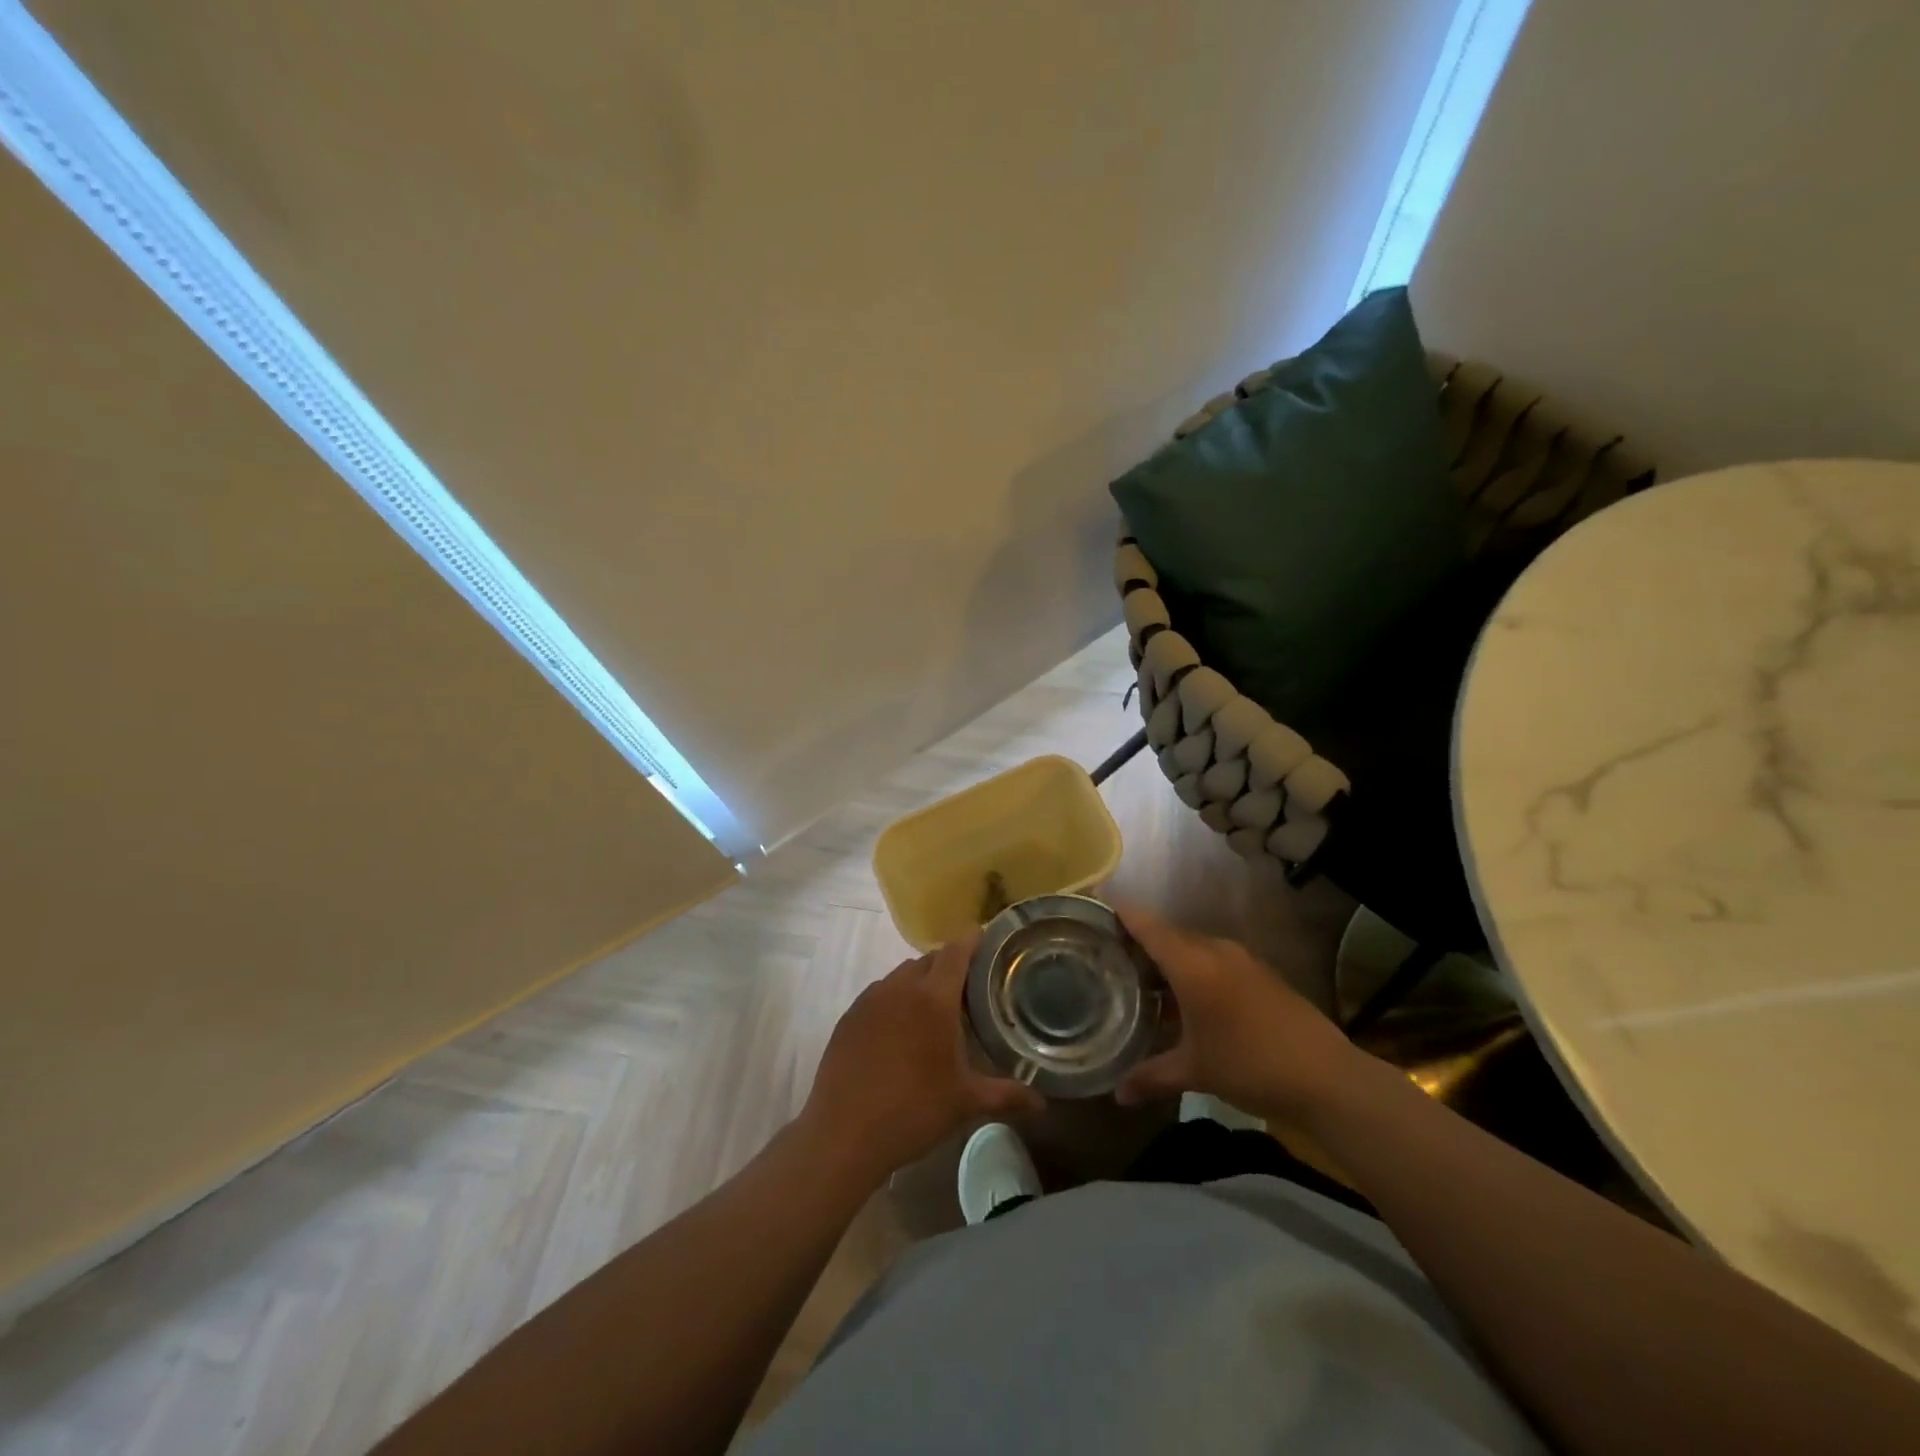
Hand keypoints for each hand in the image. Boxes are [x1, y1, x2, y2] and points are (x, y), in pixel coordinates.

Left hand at [801, 930, 1043, 1184]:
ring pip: (903, 975)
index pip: (957, 951)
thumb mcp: (965, 1103)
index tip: (989, 940)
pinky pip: (880, 993)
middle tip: (970, 988)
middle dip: (951, 966)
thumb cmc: (912, 1111)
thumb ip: (1006, 1095)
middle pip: (930, 960)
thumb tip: (1042, 1103)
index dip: (973, 940)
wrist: (843, 1134)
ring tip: (936, 1011)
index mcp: (933, 998)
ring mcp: (870, 999)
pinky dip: (896, 1000)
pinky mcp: (850, 1016)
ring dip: (922, 982)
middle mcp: (900, 987)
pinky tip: (901, 1031)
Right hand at [1114, 903, 1365, 1122]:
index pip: (1147, 925)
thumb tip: (1116, 1095)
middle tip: (1110, 955)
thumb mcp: (1195, 1072)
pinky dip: (1194, 970)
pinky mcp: (1261, 973)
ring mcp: (1242, 960)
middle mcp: (1215, 951)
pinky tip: (1187, 1000)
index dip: (1121, 912)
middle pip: (1168, 935)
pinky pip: (1215, 960)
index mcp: (1192, 963)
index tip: (1096, 904)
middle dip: (1140, 941)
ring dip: (1169, 960)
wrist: (1328, 1078)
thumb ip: (1151, 1077)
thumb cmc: (1250, 1065)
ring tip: (1143, 980)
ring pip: (1193, 948)